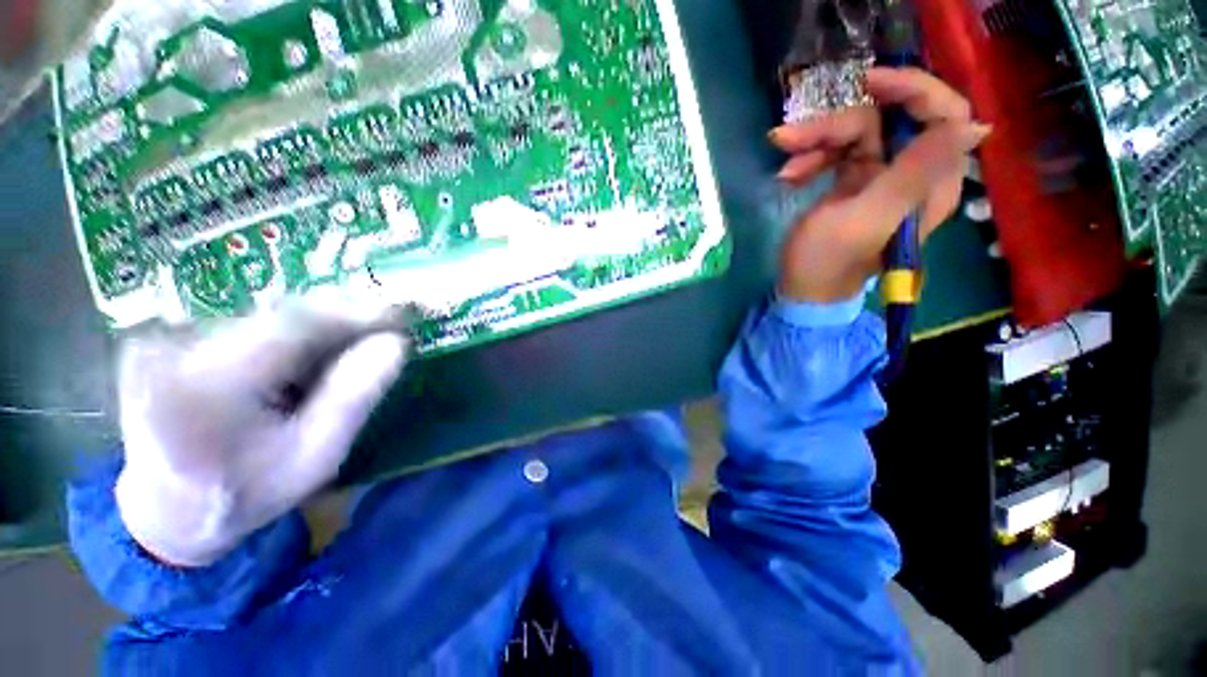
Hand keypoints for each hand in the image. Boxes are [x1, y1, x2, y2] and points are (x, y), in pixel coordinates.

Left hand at [114, 302, 409, 566]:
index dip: (358, 315)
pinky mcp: (175, 339)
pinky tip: (310, 360)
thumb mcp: (315, 457)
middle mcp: (177, 347)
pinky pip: (252, 326)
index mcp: (208, 386)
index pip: (296, 325)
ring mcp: (170, 339)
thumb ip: (353, 398)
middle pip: (283, 317)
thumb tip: (395, 344)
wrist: (166, 510)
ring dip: (320, 330)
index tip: (404, 315)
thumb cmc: (246, 493)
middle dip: (343, 322)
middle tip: (388, 334)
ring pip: (270, 318)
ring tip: (355, 350)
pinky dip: (293, 338)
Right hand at [770, 67, 990, 302]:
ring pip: (856, 132)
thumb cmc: (829, 262)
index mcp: (930, 183)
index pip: (945, 116)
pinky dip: (809, 158)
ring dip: (814, 142)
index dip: (913, 89)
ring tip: (783, 164)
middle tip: (791, 136)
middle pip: (889, 119)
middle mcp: (912, 172)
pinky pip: (836, 151)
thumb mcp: (868, 219)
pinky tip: (787, 177)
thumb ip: (914, 174)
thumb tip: (970, 124)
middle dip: (837, 123)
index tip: (866, 84)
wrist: (802, 290)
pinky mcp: (854, 180)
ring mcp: (881, 174)